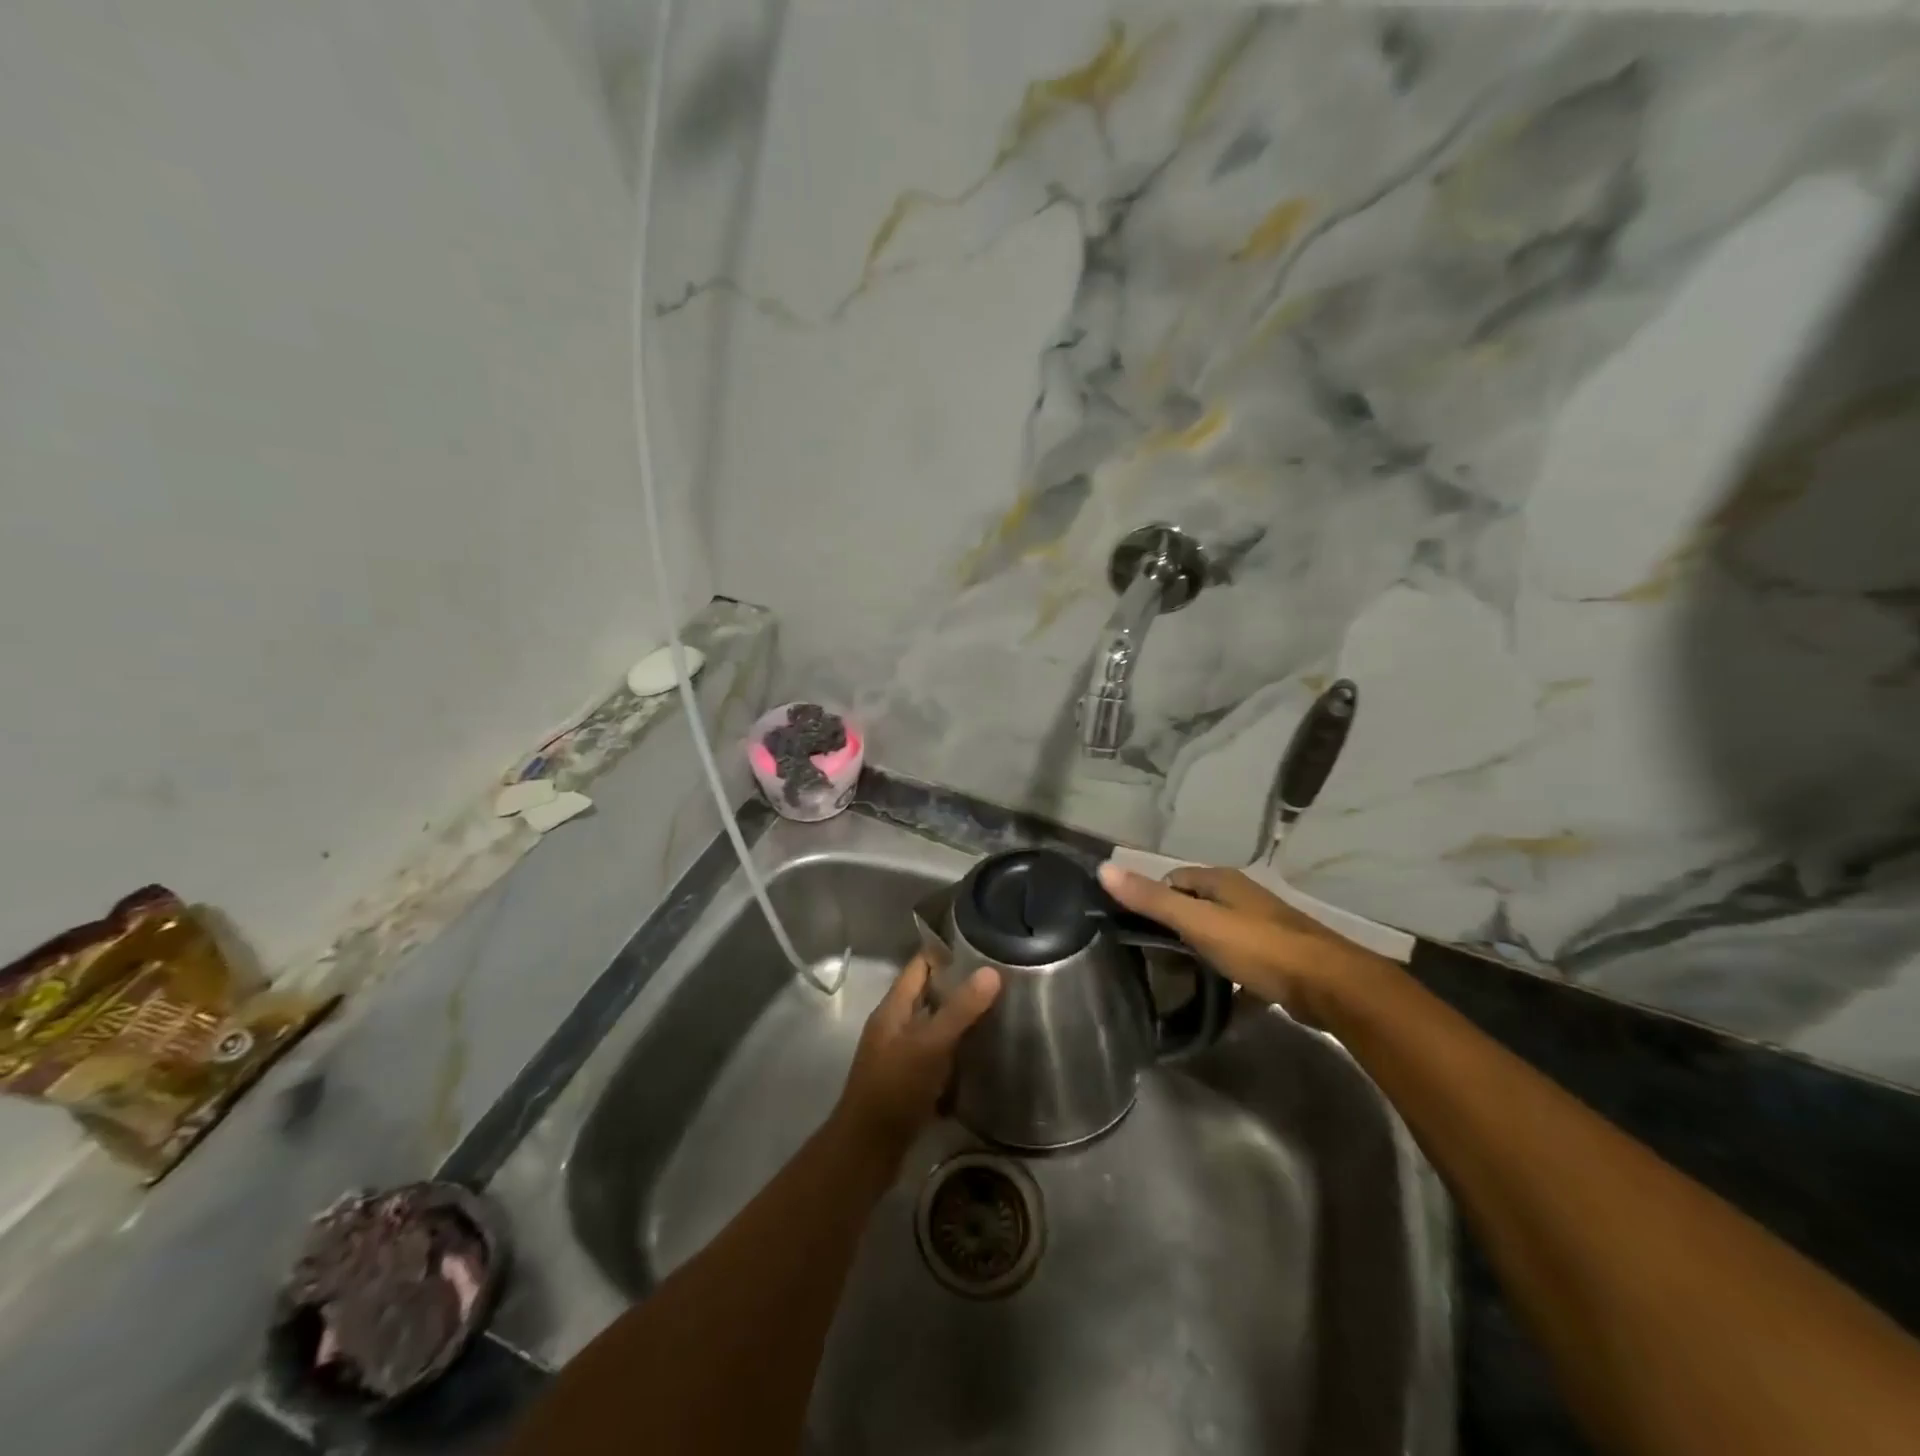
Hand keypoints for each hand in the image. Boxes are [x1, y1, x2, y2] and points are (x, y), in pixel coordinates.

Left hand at [832, 953, 1000, 1159]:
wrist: (867, 1152)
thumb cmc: (895, 1090)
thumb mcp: (930, 1045)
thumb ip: (960, 1009)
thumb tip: (991, 971)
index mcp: (893, 1009)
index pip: (920, 966)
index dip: (946, 953)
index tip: (983, 946)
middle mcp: (895, 1027)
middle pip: (929, 995)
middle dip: (960, 987)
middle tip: (1001, 981)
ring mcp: (901, 1056)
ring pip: (935, 1027)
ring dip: (961, 1021)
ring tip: (1000, 1013)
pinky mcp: (911, 1083)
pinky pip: (938, 1057)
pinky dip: (958, 1053)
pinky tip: (984, 1056)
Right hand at [1097, 862, 1385, 1021]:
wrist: (1333, 987)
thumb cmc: (1260, 948)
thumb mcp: (1199, 924)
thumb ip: (1152, 900)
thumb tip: (1103, 869)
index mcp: (1223, 883)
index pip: (1175, 880)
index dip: (1153, 898)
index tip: (1136, 928)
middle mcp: (1244, 898)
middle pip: (1197, 907)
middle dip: (1175, 929)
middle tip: (1153, 959)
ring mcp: (1265, 929)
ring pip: (1220, 936)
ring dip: (1201, 954)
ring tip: (1179, 981)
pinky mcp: (1280, 961)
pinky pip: (1243, 966)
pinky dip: (1229, 980)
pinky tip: (1220, 1004)